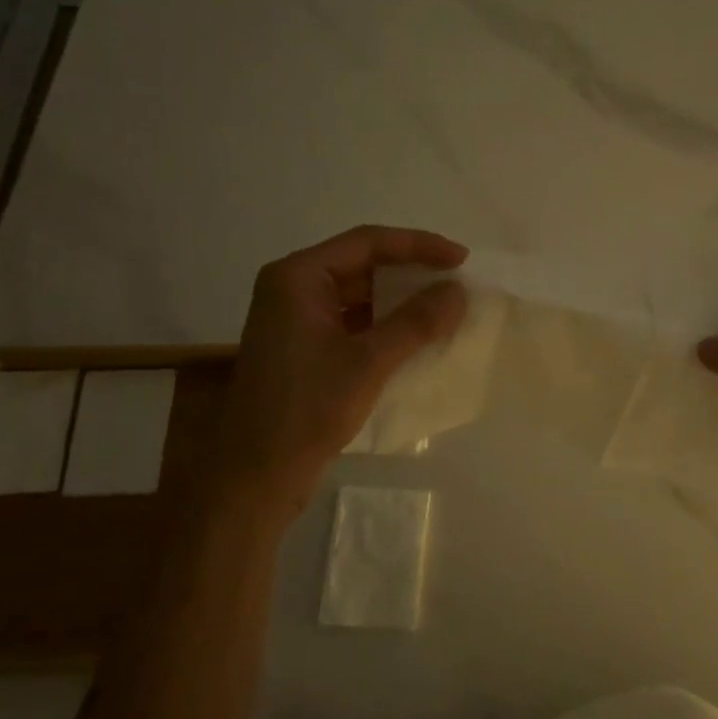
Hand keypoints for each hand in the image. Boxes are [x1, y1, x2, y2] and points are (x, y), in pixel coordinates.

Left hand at [217, 225, 468, 510]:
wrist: (257, 475)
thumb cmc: (307, 410)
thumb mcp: (368, 362)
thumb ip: (415, 322)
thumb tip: (458, 292)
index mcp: (297, 277)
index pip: (366, 242)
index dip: (417, 246)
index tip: (460, 259)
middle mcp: (293, 289)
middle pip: (361, 265)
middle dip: (410, 273)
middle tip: (456, 283)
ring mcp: (296, 320)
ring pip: (358, 296)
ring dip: (400, 301)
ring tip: (444, 308)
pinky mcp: (304, 349)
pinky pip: (352, 323)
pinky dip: (385, 326)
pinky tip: (416, 338)